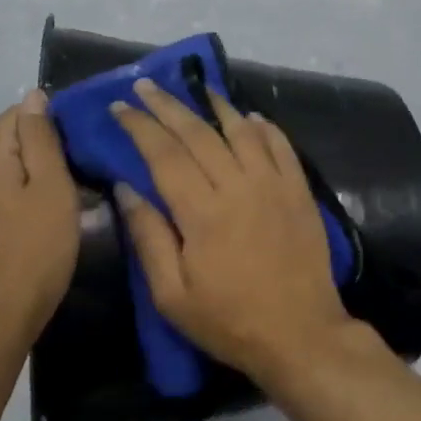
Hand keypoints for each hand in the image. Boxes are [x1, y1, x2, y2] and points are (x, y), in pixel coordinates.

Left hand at [0, 90, 80, 353]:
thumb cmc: (32, 251)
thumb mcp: (50, 188)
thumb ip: (41, 138)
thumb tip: (34, 95)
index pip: (20, 113)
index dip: (55, 121)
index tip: (85, 144)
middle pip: (15, 138)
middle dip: (51, 148)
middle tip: (88, 169)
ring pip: (15, 166)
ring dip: (45, 173)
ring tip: (79, 191)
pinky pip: (8, 190)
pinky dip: (32, 194)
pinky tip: (55, 214)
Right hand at [112, 79, 352, 386]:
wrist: (301, 336)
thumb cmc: (230, 321)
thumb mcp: (173, 296)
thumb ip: (148, 237)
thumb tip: (126, 187)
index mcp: (202, 212)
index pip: (163, 154)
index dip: (140, 126)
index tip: (120, 106)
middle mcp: (238, 185)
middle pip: (197, 133)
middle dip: (167, 105)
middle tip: (146, 85)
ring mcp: (273, 183)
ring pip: (241, 130)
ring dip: (217, 105)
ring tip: (198, 88)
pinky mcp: (299, 190)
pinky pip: (280, 145)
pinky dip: (264, 126)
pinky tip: (251, 116)